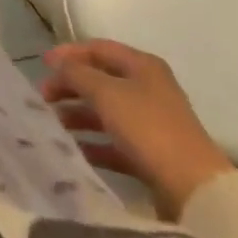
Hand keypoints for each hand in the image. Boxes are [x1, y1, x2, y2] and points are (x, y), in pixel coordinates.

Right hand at [42, 39, 234, 220]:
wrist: (194, 189)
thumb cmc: (148, 128)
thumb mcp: (106, 93)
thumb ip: (77, 74)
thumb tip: (59, 65)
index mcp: (143, 66)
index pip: (99, 48)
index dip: (69, 53)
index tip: (42, 64)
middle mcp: (149, 89)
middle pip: (100, 80)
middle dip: (70, 86)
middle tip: (43, 97)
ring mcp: (152, 123)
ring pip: (106, 111)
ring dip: (78, 115)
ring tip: (53, 124)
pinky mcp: (152, 154)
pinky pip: (115, 142)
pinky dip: (94, 142)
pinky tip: (74, 149)